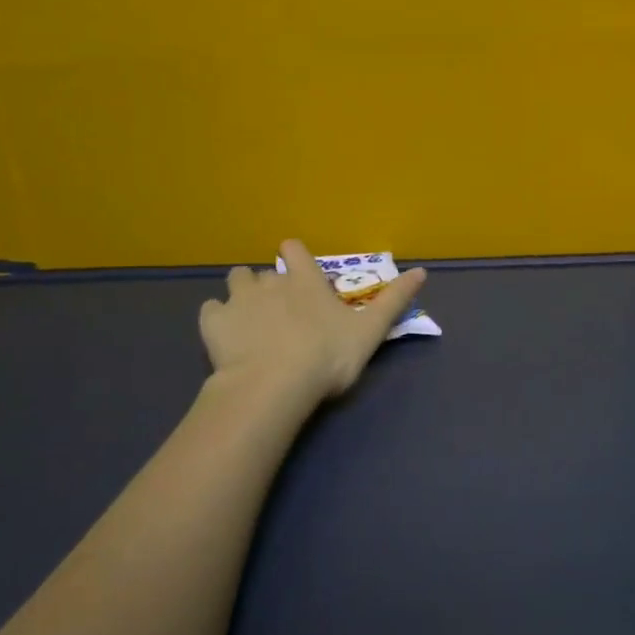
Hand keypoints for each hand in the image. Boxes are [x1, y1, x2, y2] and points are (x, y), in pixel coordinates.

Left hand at [199, 240, 427, 405]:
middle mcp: (269, 282)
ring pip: (235, 281)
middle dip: (271, 285)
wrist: (274, 385)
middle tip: (282, 313)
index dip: (296, 257)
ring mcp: (238, 300)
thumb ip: (395, 300)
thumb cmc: (327, 356)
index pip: (294, 249)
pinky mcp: (214, 323)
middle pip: (264, 271)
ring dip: (242, 294)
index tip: (301, 276)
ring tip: (251, 319)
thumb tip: (423, 271)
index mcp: (305, 281)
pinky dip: (218, 318)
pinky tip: (226, 336)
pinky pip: (211, 310)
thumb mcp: (370, 330)